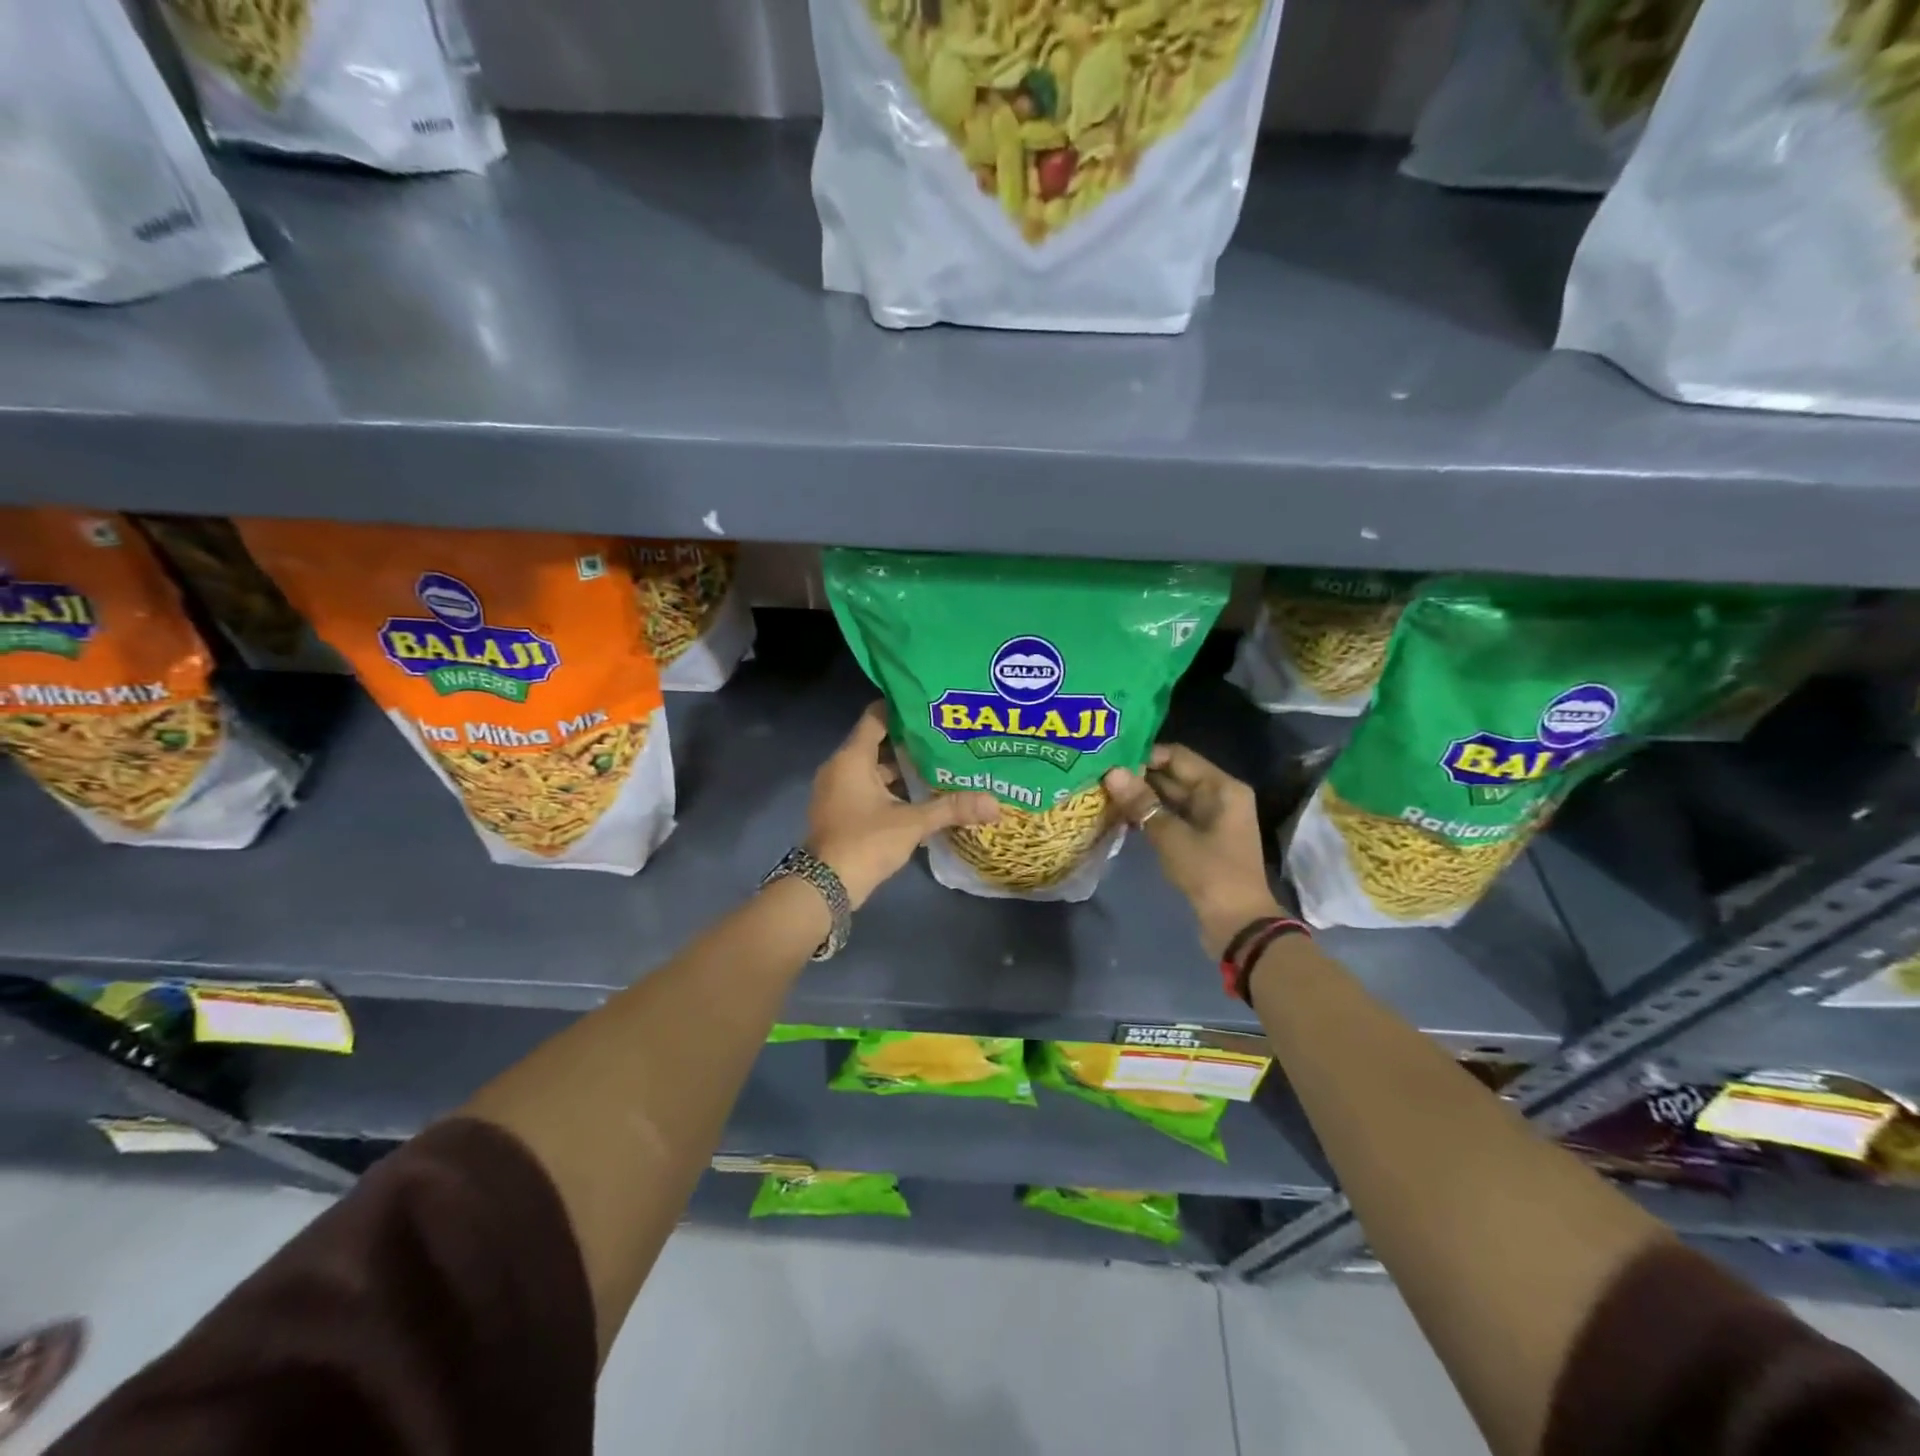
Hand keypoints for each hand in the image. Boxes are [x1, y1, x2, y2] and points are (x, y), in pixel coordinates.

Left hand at [806, 702, 999, 908]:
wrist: (825, 887)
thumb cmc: (865, 842)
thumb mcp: (912, 823)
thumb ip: (951, 808)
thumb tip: (995, 803)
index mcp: (852, 758)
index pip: (876, 717)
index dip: (902, 708)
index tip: (932, 706)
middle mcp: (841, 768)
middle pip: (878, 743)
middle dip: (911, 742)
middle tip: (946, 736)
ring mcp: (838, 791)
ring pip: (875, 769)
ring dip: (903, 768)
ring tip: (941, 764)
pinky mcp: (842, 811)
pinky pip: (869, 788)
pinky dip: (892, 788)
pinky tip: (922, 794)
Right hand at [1103, 744, 1283, 959]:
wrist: (1239, 926)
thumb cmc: (1211, 874)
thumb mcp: (1172, 836)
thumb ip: (1142, 803)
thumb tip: (1111, 772)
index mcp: (1221, 787)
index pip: (1177, 756)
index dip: (1144, 755)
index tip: (1109, 759)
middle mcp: (1218, 796)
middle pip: (1173, 775)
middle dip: (1138, 776)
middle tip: (1098, 775)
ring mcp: (1210, 819)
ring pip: (1170, 797)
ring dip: (1141, 797)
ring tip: (1103, 792)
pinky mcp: (1201, 839)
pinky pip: (1171, 817)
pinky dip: (1149, 815)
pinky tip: (1120, 816)